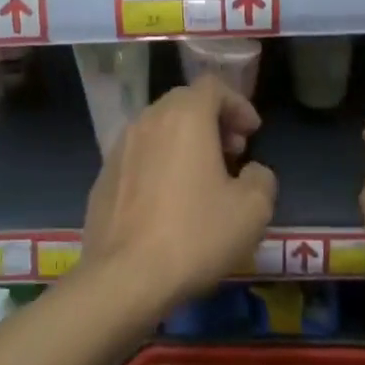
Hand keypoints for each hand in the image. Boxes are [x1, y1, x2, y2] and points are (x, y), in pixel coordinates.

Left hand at [80, 76, 277, 310]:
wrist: (124, 278)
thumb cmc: (195, 235)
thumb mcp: (252, 210)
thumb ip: (261, 178)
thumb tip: (251, 172)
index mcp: (184, 117)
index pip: (213, 86)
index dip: (238, 104)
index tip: (252, 132)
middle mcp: (147, 121)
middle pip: (184, 103)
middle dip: (213, 121)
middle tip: (233, 152)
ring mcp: (119, 149)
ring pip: (159, 129)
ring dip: (185, 142)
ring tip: (203, 178)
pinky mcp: (103, 178)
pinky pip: (139, 156)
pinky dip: (160, 163)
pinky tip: (170, 201)